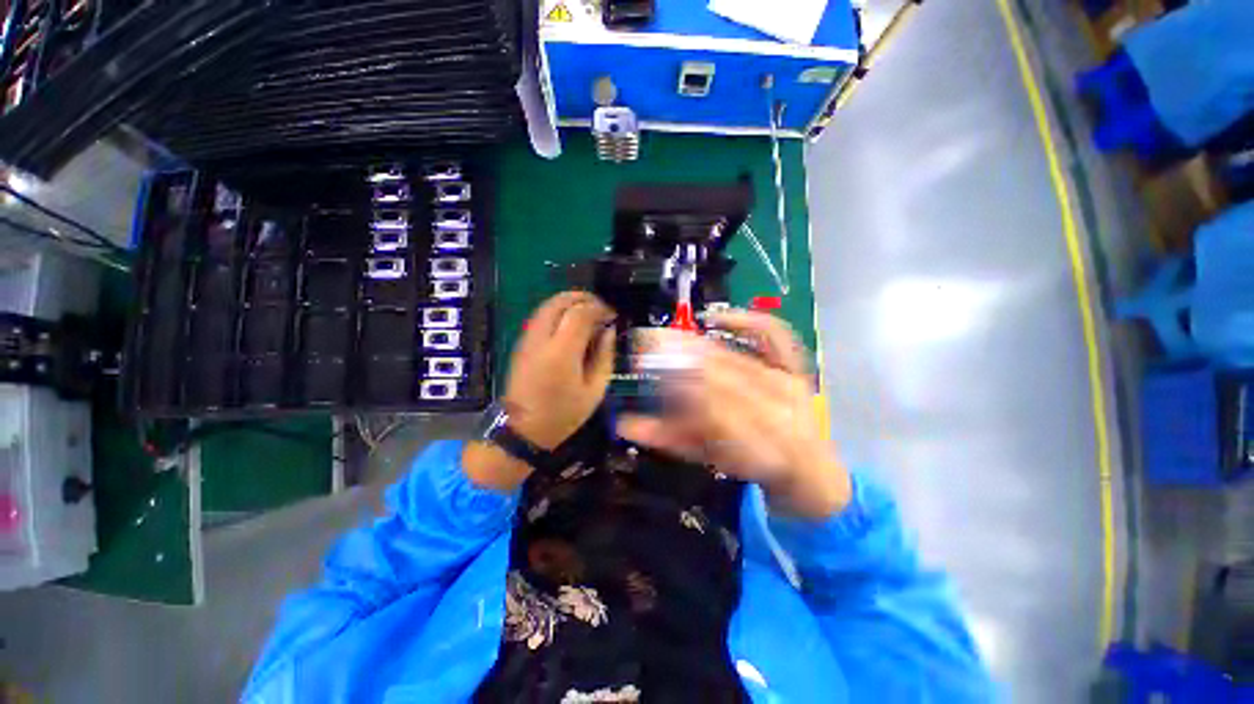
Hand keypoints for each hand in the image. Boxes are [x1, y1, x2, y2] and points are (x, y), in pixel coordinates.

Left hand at [465, 292, 616, 490]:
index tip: (612, 315)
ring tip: (588, 313)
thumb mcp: (595, 390)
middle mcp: (541, 339)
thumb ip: (604, 356)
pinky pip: (541, 316)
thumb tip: (608, 330)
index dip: (599, 308)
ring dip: (570, 302)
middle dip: (584, 298)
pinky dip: (558, 311)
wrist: (522, 430)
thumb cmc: (563, 414)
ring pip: (547, 305)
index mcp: (562, 352)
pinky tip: (571, 323)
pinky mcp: (522, 343)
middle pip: (560, 301)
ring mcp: (527, 339)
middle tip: (601, 309)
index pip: (580, 313)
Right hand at [617, 310, 849, 519]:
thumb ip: (669, 438)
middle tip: (647, 342)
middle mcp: (773, 409)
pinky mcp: (796, 367)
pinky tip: (716, 317)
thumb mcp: (708, 457)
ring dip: (698, 345)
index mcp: (753, 440)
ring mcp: (787, 383)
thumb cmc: (749, 464)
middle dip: (679, 358)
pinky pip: (774, 336)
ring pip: (736, 359)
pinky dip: (745, 321)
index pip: (705, 407)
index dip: (672, 384)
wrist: (808, 470)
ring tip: (669, 336)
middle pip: (720, 378)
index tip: (644, 365)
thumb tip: (625, 424)